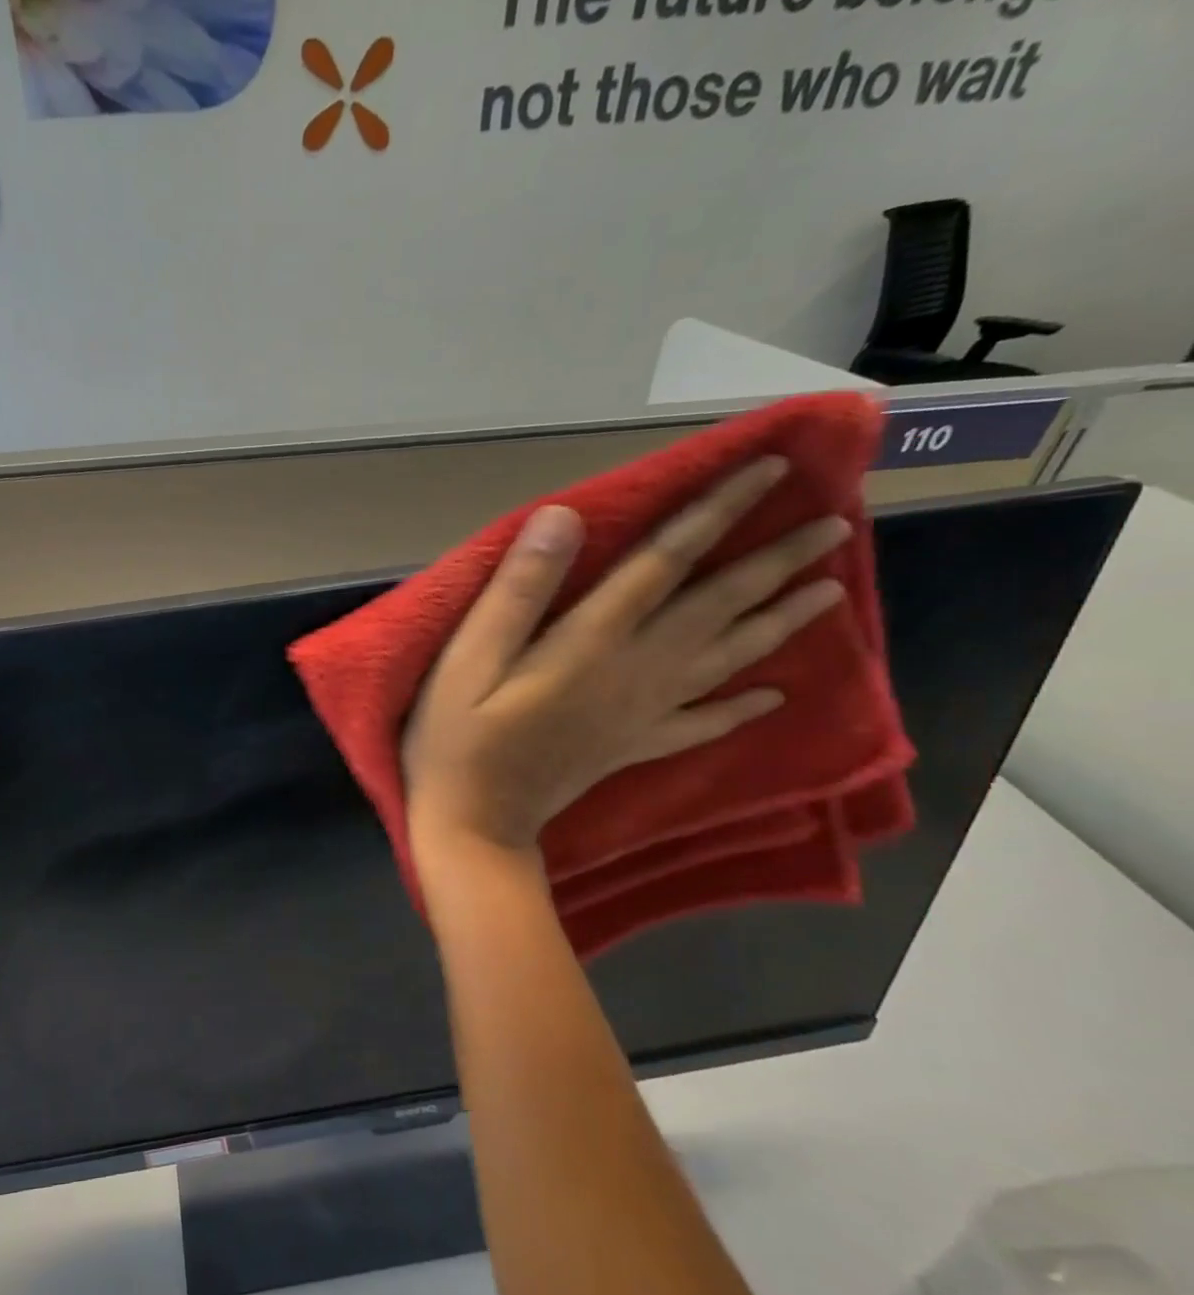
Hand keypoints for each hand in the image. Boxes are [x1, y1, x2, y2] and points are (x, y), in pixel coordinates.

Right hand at [403, 456, 850, 853]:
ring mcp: (641, 714)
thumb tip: (563, 516)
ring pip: (726, 659)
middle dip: (775, 561)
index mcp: (592, 640)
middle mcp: (634, 670)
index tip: (769, 470)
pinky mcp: (633, 748)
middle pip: (716, 607)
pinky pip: (702, 724)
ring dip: (780, 622)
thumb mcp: (469, 659)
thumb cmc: (458, 738)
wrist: (475, 824)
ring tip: (829, 591)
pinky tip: (773, 697)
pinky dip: (741, 708)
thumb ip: (518, 590)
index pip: (666, 562)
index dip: (716, 512)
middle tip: (835, 523)